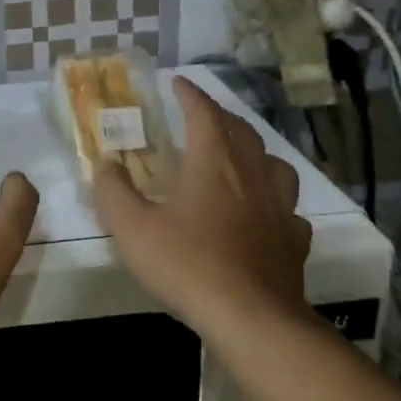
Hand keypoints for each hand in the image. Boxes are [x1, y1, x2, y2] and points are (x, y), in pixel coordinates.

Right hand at [94, 76, 313, 340]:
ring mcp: (279, 208)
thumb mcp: (132, 228)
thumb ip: (113, 192)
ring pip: (275, 165)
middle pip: (242, 133)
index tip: (179, 82)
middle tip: (205, 116)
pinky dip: (274, 202)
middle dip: (222, 117)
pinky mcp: (294, 241)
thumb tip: (106, 164)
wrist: (251, 318)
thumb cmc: (187, 265)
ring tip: (242, 159)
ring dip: (256, 153)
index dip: (191, 95)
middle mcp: (251, 176)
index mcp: (213, 164)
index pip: (204, 114)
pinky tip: (265, 215)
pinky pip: (289, 209)